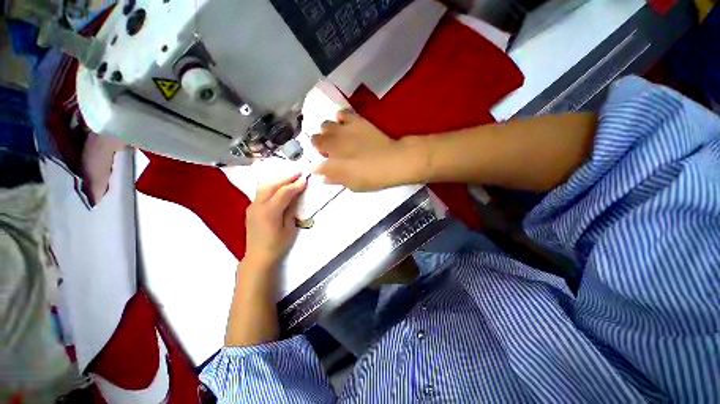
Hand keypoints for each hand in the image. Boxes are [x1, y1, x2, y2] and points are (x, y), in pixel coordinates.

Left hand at [244, 173, 306, 268]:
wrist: (258, 257)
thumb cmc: (277, 245)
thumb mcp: (289, 229)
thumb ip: (291, 210)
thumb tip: (295, 196)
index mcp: (270, 212)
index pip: (284, 192)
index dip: (296, 184)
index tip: (306, 178)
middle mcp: (258, 205)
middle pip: (272, 185)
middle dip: (287, 177)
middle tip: (299, 172)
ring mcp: (252, 206)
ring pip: (265, 186)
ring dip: (278, 180)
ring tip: (290, 177)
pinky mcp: (251, 208)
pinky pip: (261, 192)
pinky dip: (272, 186)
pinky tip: (279, 187)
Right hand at [312, 110, 424, 190]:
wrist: (392, 161)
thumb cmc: (372, 177)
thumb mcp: (353, 185)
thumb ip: (336, 179)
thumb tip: (324, 178)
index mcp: (331, 163)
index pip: (314, 165)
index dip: (316, 167)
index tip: (321, 168)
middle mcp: (332, 144)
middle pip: (315, 140)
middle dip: (318, 145)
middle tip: (329, 151)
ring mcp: (343, 130)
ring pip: (324, 125)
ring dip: (327, 131)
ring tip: (336, 137)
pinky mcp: (355, 121)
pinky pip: (341, 113)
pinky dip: (341, 118)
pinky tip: (345, 124)